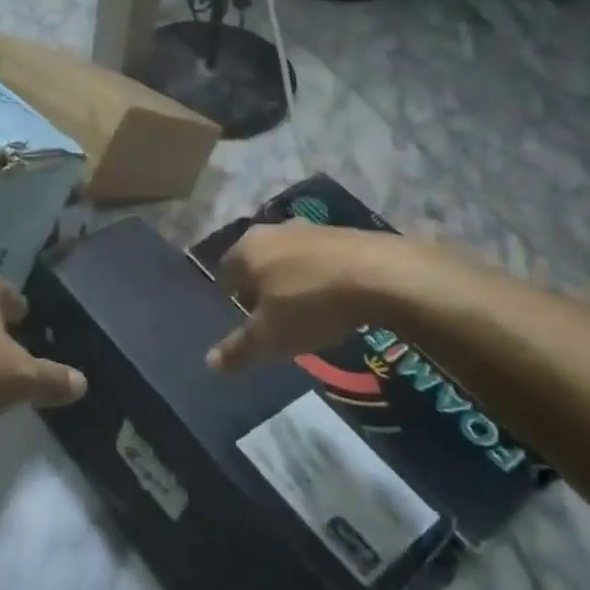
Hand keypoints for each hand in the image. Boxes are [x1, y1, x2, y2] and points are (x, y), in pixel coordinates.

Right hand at [207, 222, 403, 371]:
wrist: (379, 275)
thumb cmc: (310, 304)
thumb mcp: (270, 338)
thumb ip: (238, 349)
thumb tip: (210, 362)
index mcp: (246, 249)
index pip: (224, 273)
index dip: (230, 299)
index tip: (245, 321)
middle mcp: (271, 230)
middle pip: (256, 261)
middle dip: (260, 286)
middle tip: (272, 316)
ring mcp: (308, 227)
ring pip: (287, 257)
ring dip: (291, 279)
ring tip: (305, 308)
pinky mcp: (341, 231)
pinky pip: (318, 257)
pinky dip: (319, 275)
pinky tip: (333, 297)